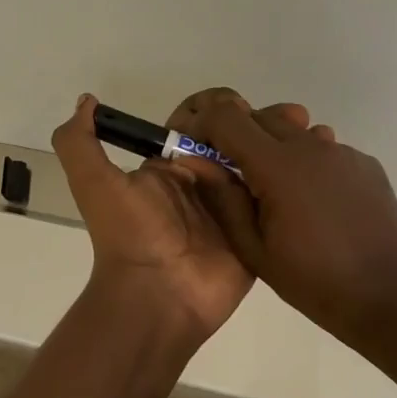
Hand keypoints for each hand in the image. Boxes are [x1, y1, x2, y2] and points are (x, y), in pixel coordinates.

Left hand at [50, 91, 312, 343]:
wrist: (155, 297)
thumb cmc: (130, 234)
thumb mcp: (95, 182)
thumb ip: (80, 142)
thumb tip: (87, 100)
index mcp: (172, 169)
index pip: (202, 126)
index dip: (222, 109)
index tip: (241, 103)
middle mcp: (205, 185)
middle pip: (237, 143)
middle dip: (259, 124)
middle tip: (291, 115)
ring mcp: (234, 211)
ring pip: (262, 167)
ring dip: (282, 147)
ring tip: (308, 129)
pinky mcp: (257, 235)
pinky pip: (279, 203)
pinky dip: (295, 184)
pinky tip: (317, 163)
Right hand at [178, 90, 396, 343]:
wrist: (388, 297)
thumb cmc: (313, 280)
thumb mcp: (254, 249)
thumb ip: (223, 199)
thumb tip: (196, 161)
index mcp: (278, 166)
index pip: (228, 118)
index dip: (204, 123)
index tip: (194, 144)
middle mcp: (311, 146)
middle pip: (261, 117)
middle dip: (238, 135)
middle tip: (233, 175)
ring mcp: (342, 152)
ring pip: (295, 131)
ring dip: (275, 149)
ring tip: (278, 194)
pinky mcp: (365, 164)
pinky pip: (324, 150)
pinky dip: (308, 164)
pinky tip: (316, 204)